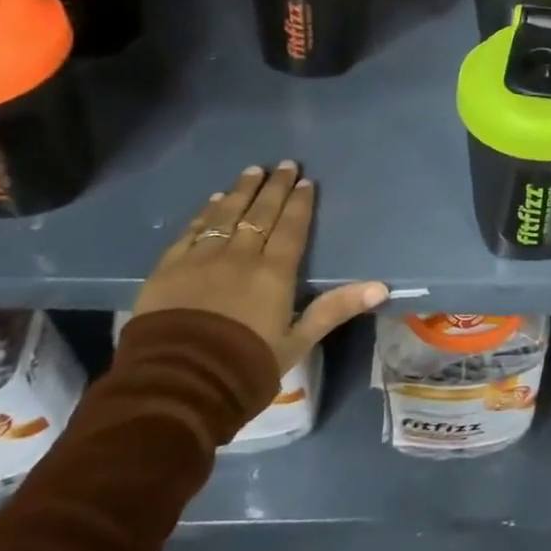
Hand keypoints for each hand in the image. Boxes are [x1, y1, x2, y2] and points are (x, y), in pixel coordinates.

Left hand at [133, 161, 387, 373]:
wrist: (177, 385)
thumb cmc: (245, 366)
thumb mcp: (297, 343)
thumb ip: (334, 309)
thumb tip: (381, 286)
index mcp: (274, 273)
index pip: (290, 227)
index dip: (299, 203)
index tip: (305, 181)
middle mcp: (240, 256)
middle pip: (260, 213)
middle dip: (274, 187)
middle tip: (284, 164)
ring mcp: (201, 258)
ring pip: (226, 214)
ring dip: (242, 191)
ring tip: (252, 171)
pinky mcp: (169, 268)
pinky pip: (192, 231)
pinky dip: (206, 213)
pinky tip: (213, 201)